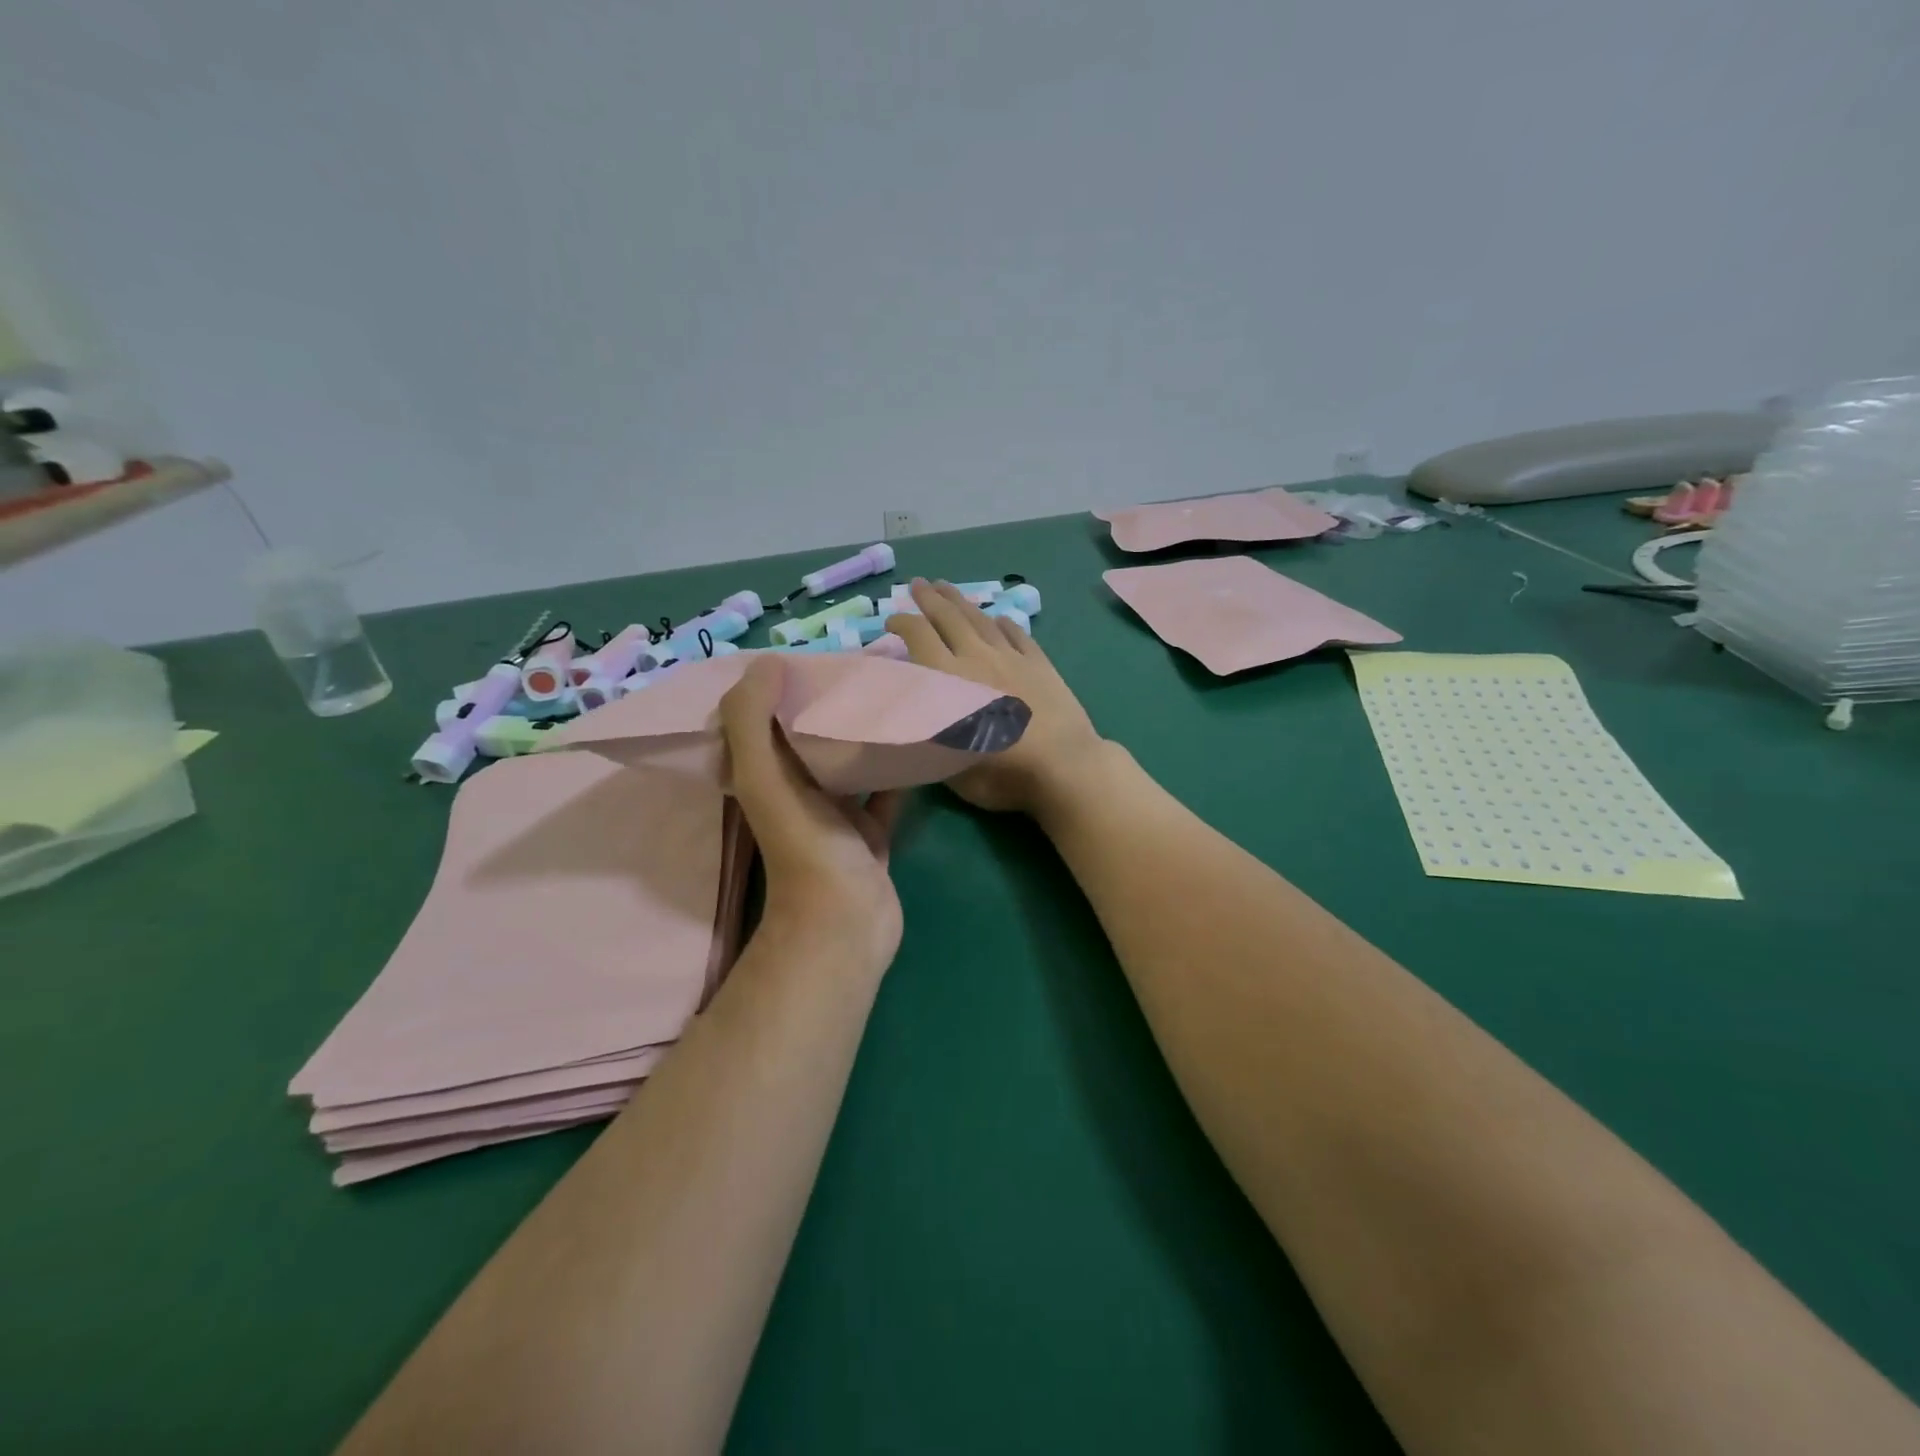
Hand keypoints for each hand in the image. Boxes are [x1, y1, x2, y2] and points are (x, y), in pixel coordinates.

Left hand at [719, 655, 902, 976]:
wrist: (845, 923)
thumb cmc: (805, 846)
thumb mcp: (766, 778)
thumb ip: (753, 721)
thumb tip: (768, 663)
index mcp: (766, 778)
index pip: (765, 722)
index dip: (779, 689)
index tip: (809, 655)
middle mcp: (797, 794)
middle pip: (810, 740)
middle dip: (829, 706)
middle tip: (861, 668)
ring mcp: (836, 817)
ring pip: (849, 764)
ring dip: (864, 736)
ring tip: (892, 695)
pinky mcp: (871, 835)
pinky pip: (884, 793)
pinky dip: (897, 770)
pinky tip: (917, 740)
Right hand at [885, 579, 1108, 816]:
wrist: (1064, 766)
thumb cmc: (1001, 773)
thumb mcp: (948, 764)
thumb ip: (929, 734)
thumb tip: (915, 716)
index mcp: (949, 678)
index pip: (919, 636)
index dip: (902, 622)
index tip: (892, 620)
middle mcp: (977, 658)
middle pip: (949, 618)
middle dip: (929, 599)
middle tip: (917, 584)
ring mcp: (1012, 658)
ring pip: (981, 620)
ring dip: (961, 601)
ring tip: (947, 588)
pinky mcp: (1041, 664)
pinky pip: (1018, 636)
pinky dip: (1004, 624)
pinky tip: (999, 618)